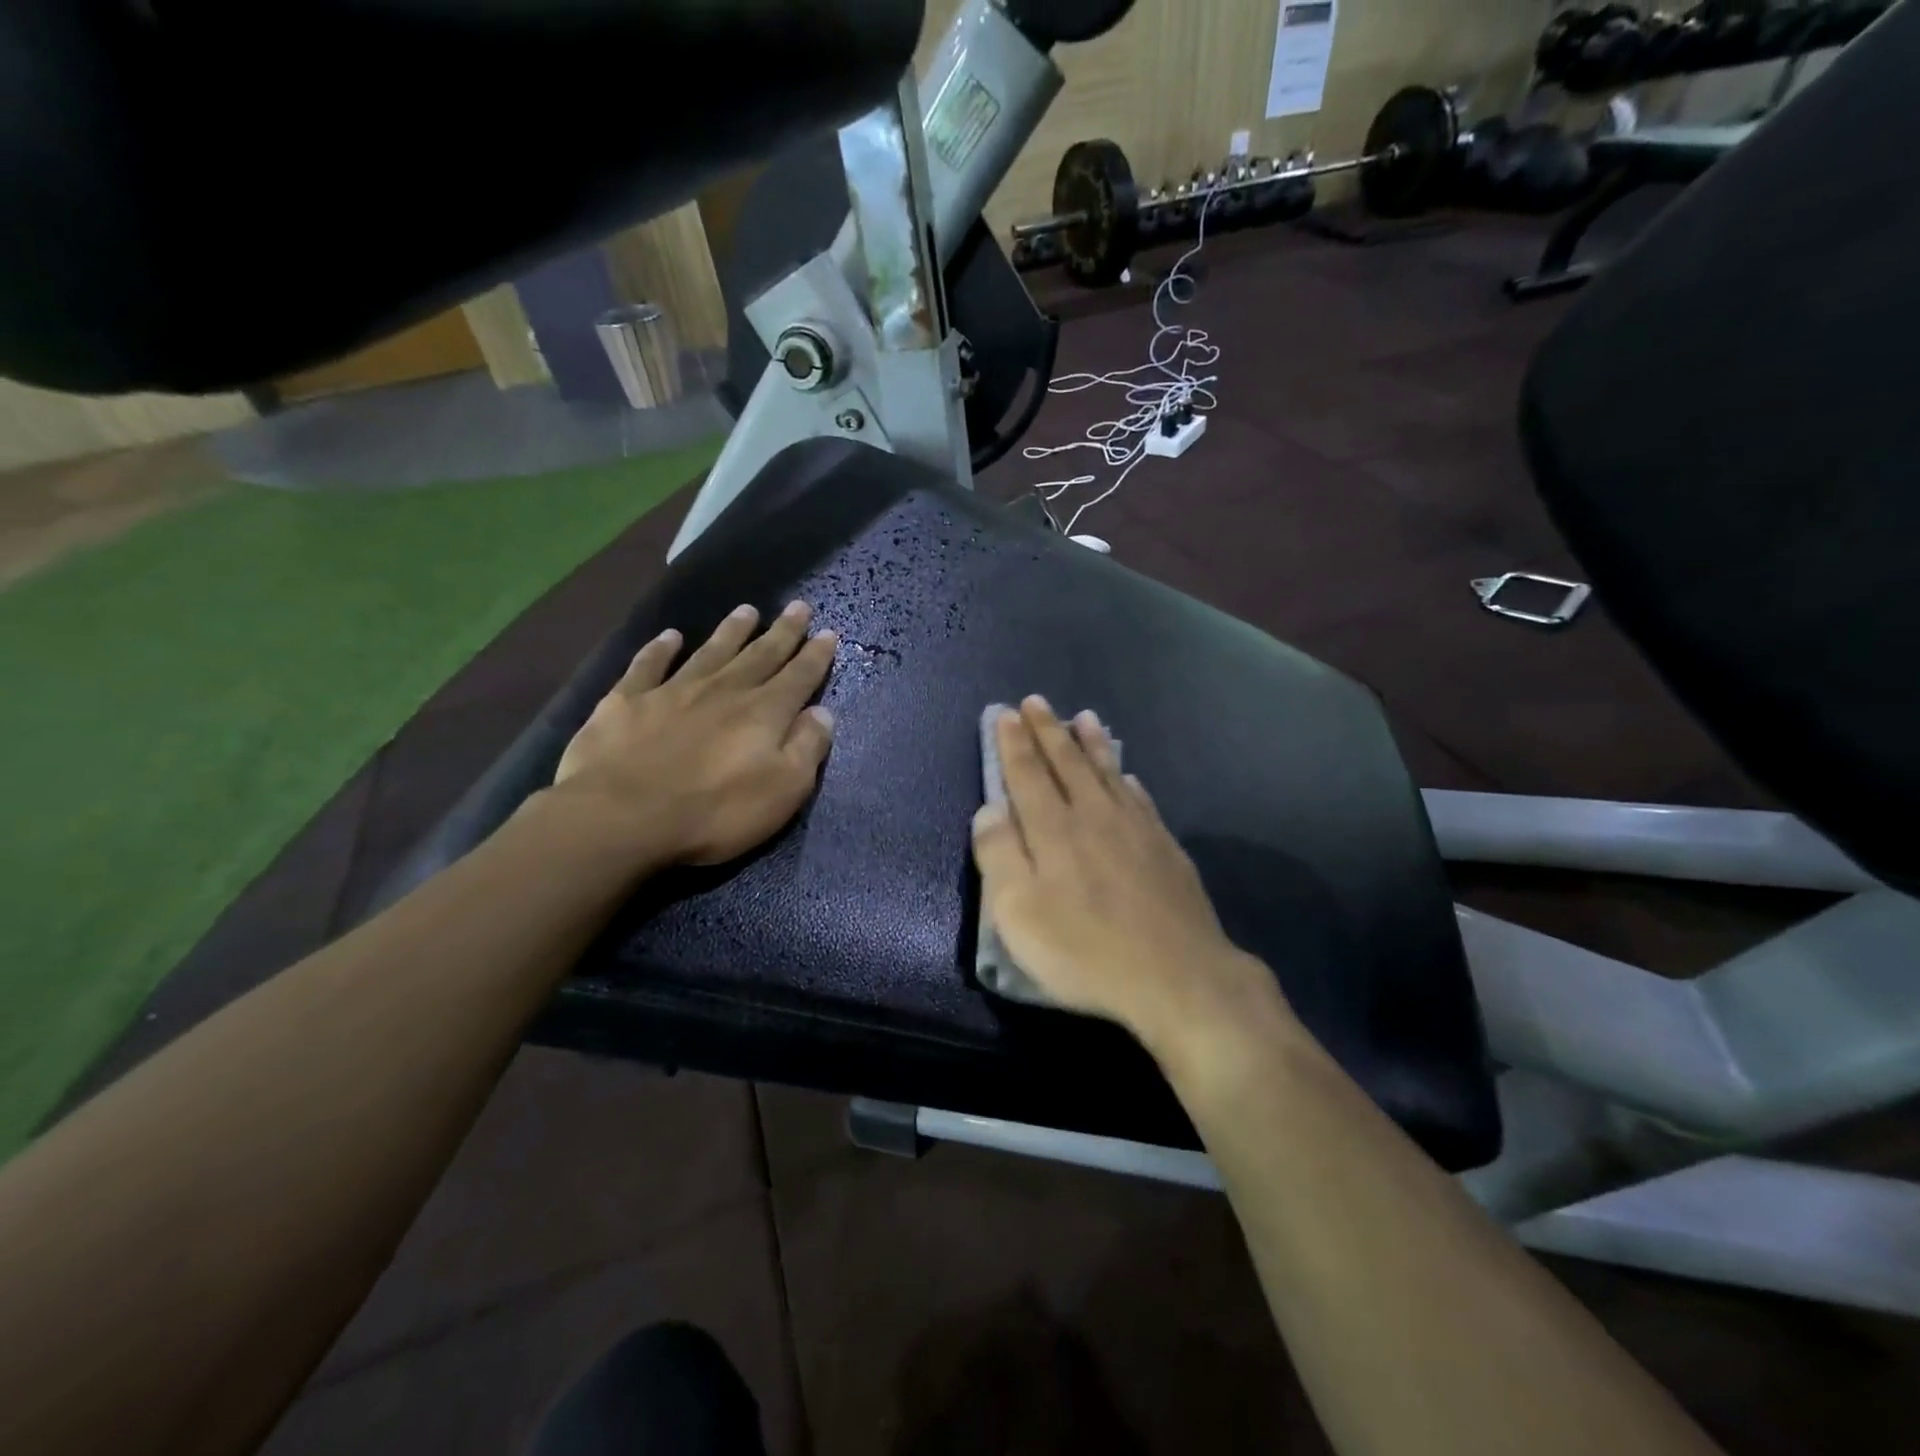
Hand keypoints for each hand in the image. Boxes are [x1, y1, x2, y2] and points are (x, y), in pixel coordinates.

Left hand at [552, 601, 837, 867]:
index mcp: (764, 713)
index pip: (799, 677)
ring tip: (747, 610)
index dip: (816, 655)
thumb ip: (807, 748)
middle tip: (798, 607)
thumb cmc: (714, 811)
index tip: (829, 632)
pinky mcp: (629, 700)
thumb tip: (823, 712)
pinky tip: (669, 636)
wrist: (622, 815)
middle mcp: (724, 690)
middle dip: (783, 632)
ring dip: (731, 630)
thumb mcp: (783, 790)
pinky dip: (660, 648)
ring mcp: (674, 690)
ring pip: (711, 651)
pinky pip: (649, 665)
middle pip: (760, 655)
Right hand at [970, 698, 1291, 1056]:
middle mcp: (1093, 816)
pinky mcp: (1164, 847)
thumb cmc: (1085, 950)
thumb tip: (989, 809)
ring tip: (1083, 717)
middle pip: (1066, 763)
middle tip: (1036, 702)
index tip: (1005, 713)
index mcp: (1053, 830)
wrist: (1177, 976)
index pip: (1027, 774)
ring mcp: (1135, 828)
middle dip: (1048, 731)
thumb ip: (999, 856)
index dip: (1013, 743)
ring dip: (1091, 744)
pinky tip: (1128, 775)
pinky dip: (1127, 779)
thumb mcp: (1019, 914)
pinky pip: (1140, 798)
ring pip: (1107, 772)